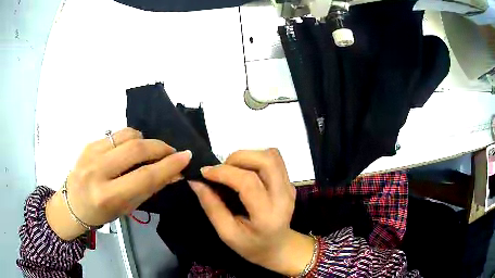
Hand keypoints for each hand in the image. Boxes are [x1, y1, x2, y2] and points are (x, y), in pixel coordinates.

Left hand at [46, 128, 191, 239]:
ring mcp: (91, 153)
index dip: (169, 165)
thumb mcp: (126, 208)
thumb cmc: (101, 213)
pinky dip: (130, 139)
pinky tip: (130, 149)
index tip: (186, 156)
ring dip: (145, 140)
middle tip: (171, 151)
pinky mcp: (89, 143)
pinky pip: (116, 134)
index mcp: (108, 196)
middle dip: (160, 147)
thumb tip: (173, 173)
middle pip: (136, 149)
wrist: (72, 204)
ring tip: (150, 151)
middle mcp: (98, 172)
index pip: (145, 176)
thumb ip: (149, 188)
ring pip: (127, 135)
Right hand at [189, 149, 314, 275]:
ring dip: (248, 156)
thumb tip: (195, 181)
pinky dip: (256, 158)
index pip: (248, 182)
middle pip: (266, 161)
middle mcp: (284, 197)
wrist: (279, 247)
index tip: (205, 172)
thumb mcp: (227, 233)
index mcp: (267, 215)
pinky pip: (274, 160)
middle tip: (221, 170)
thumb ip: (211, 206)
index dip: (224, 172)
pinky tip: (245, 172)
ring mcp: (289, 187)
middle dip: (238, 157)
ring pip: (272, 155)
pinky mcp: (290, 182)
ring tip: (232, 169)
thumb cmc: (251, 246)